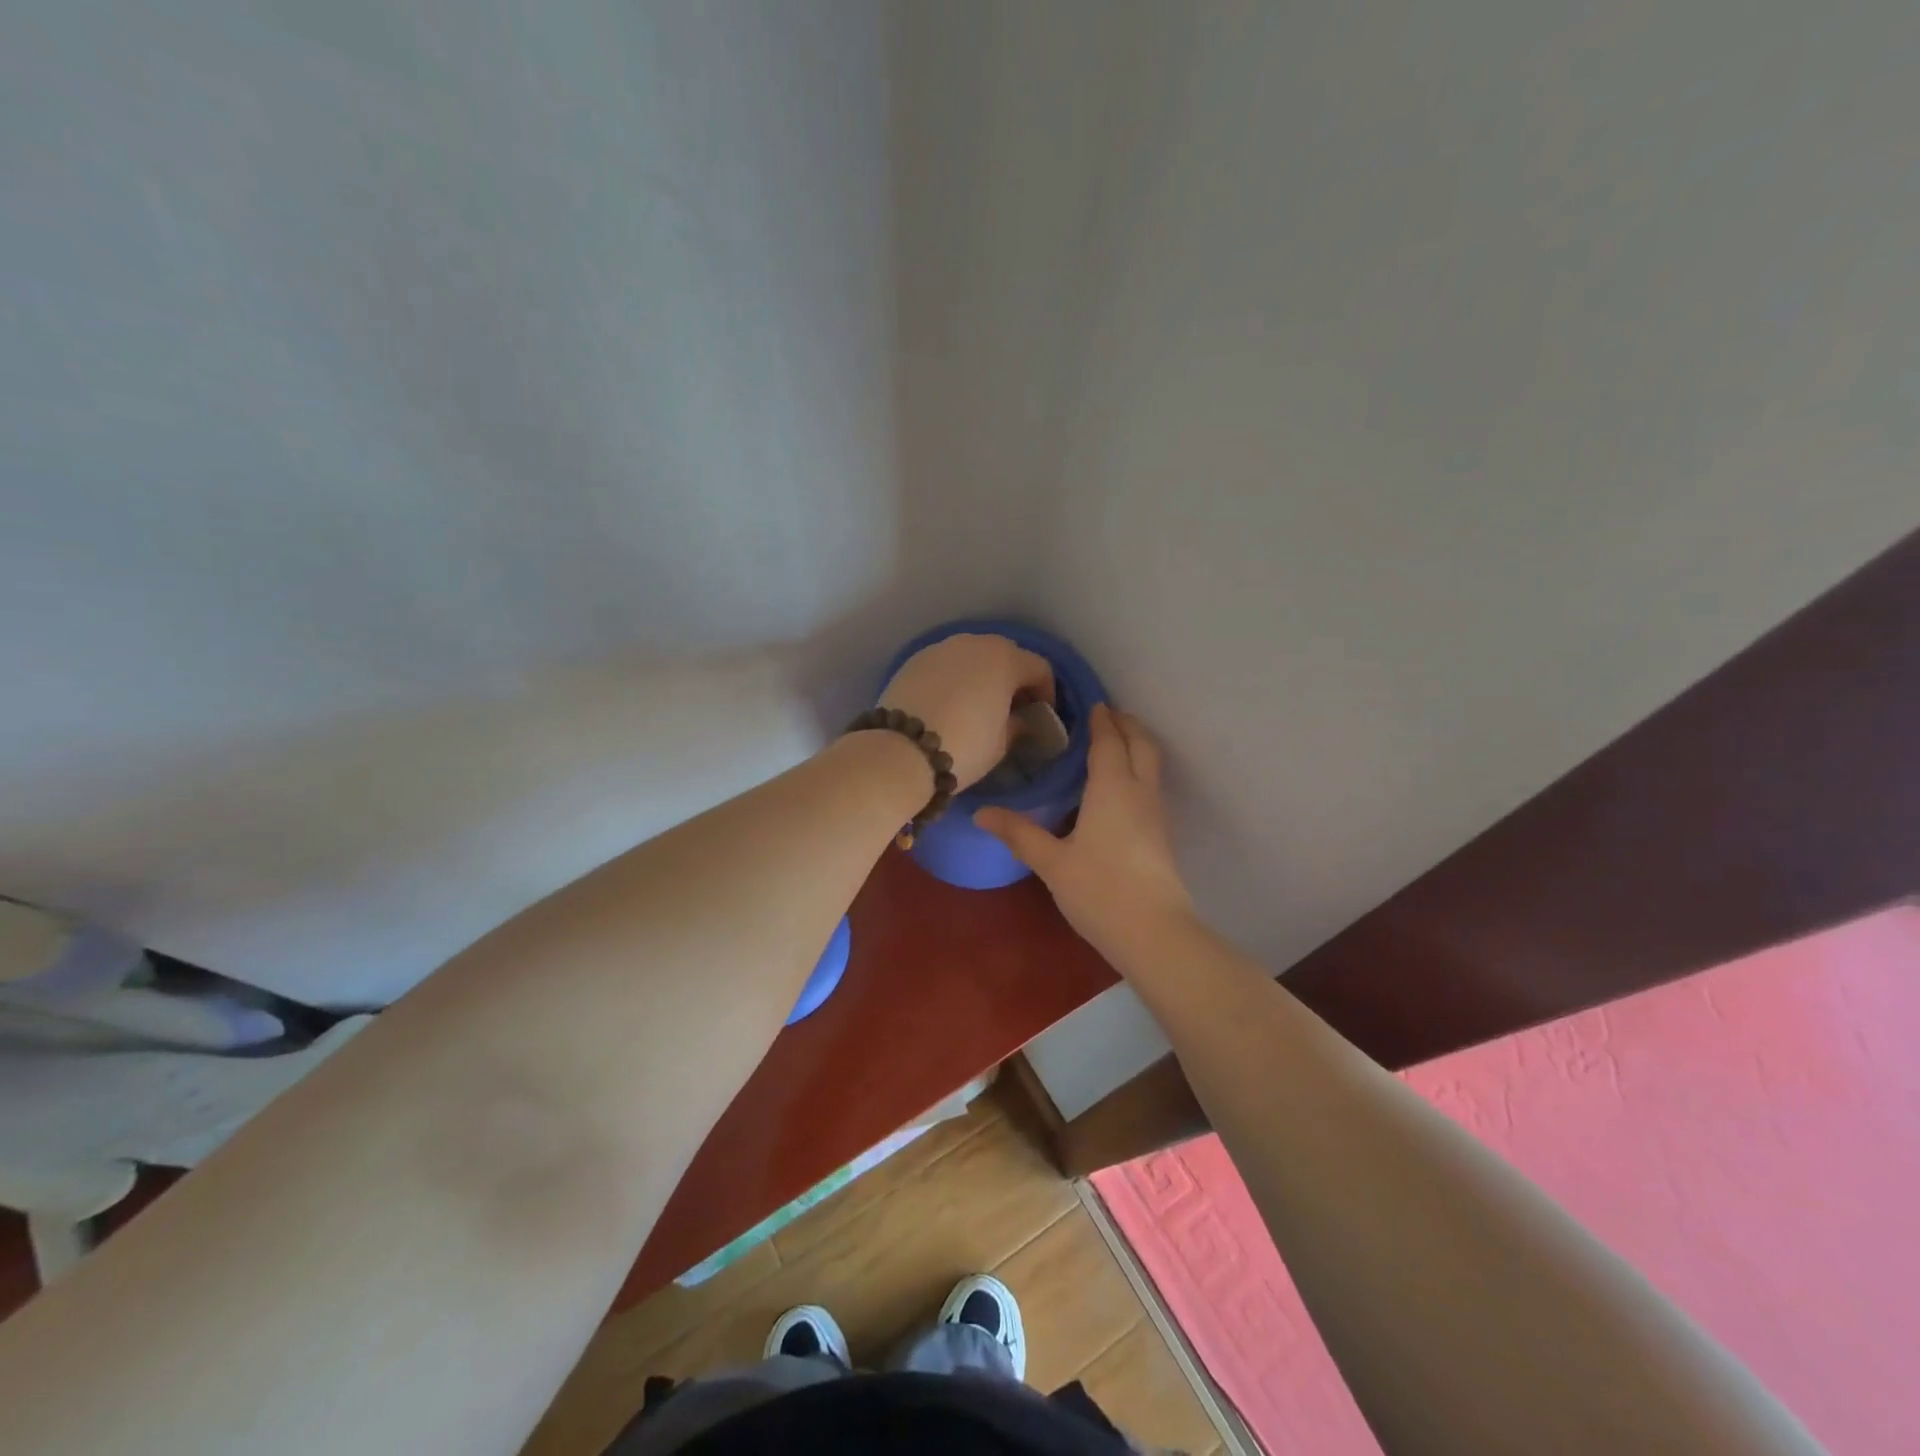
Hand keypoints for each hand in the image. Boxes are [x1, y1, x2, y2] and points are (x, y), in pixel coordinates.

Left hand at [878, 634, 1056, 789]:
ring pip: (972, 656)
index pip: (1039, 668)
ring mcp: (941, 648)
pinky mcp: (914, 660)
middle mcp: (974, 643)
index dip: (1046, 692)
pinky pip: (945, 665)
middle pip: (1005, 654)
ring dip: (981, 675)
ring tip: (978, 704)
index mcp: (1005, 659)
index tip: (1041, 714)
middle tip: (1012, 706)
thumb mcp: (1002, 743)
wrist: (901, 751)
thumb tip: (1019, 720)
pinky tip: (949, 702)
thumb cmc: (964, 746)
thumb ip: (1017, 725)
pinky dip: (954, 678)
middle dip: (1013, 678)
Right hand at [975, 704, 1193, 961]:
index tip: (1092, 704)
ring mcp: (1156, 813)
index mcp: (1112, 787)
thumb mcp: (1051, 862)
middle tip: (1106, 715)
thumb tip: (981, 813)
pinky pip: (1151, 785)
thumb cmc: (1099, 890)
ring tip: (1112, 744)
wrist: (1154, 932)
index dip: (1102, 720)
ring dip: (1136, 746)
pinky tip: (1118, 789)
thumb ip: (1019, 833)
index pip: (1109, 741)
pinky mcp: (1162, 835)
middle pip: (1142, 744)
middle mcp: (1139, 791)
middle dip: (1126, 724)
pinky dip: (1138, 770)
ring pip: (1152, 764)